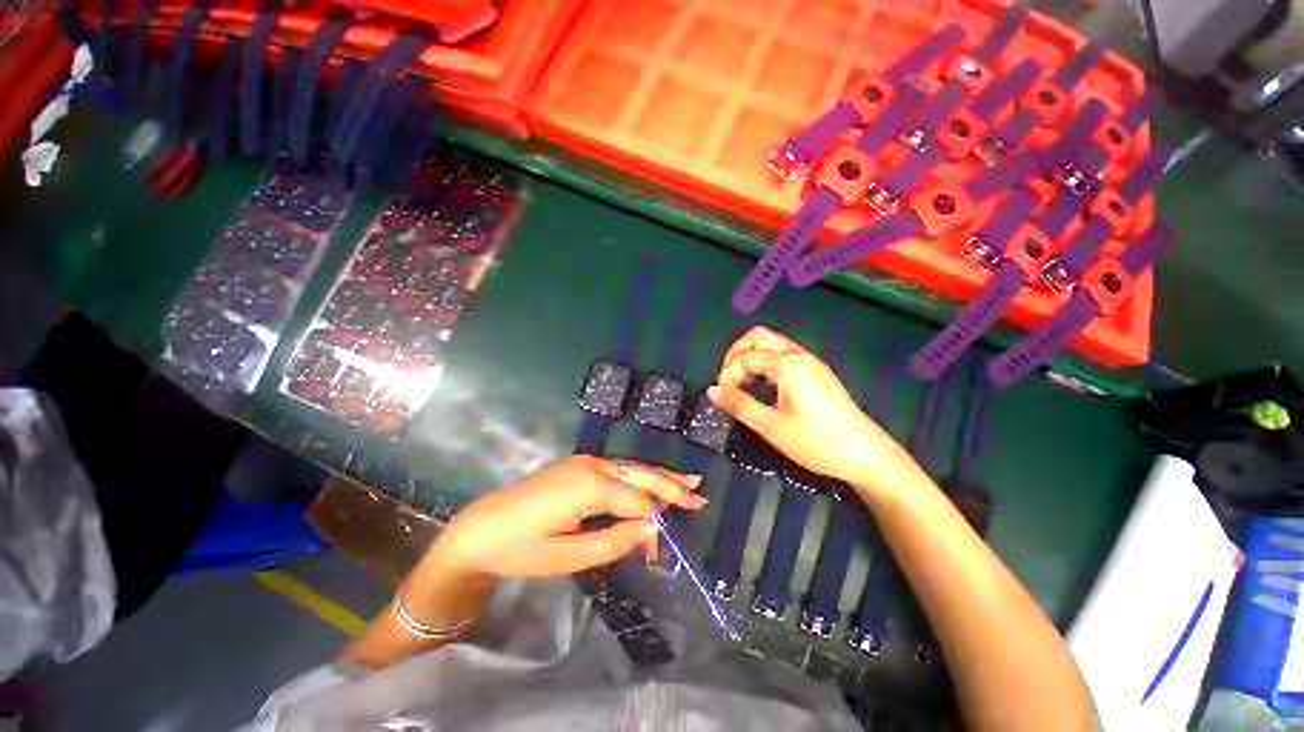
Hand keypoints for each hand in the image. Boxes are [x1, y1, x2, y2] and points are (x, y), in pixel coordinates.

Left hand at [431, 455, 705, 580]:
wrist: (477, 530)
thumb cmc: (519, 549)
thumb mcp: (568, 556)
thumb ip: (615, 541)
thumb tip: (654, 530)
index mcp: (589, 485)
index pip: (637, 499)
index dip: (657, 520)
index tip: (668, 547)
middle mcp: (591, 464)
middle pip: (640, 473)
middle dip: (670, 485)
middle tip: (699, 496)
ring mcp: (583, 461)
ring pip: (630, 467)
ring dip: (657, 478)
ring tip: (686, 485)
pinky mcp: (577, 465)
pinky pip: (616, 469)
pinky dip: (637, 478)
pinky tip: (650, 482)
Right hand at [708, 327, 914, 490]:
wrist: (867, 456)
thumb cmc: (817, 442)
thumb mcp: (771, 426)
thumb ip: (739, 405)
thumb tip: (712, 391)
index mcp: (788, 364)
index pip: (746, 356)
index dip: (728, 374)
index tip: (723, 398)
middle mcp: (799, 355)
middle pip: (759, 336)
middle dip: (736, 354)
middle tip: (728, 380)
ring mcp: (810, 363)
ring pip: (772, 344)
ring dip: (751, 357)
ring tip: (740, 384)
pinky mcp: (816, 374)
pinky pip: (783, 356)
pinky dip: (765, 364)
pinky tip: (762, 386)